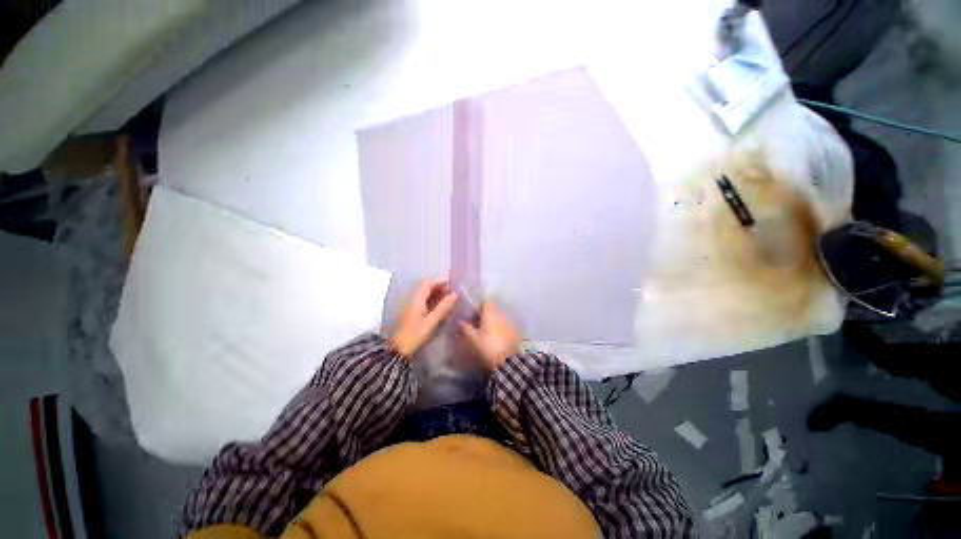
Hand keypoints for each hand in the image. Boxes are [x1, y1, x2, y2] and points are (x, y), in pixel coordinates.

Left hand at [390, 280, 457, 358]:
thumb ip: (443, 307)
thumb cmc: (415, 334)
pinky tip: (442, 308)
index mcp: (417, 299)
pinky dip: (434, 302)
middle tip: (453, 293)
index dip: (440, 281)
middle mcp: (414, 299)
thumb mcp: (431, 321)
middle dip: (440, 288)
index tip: (453, 284)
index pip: (428, 282)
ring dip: (437, 295)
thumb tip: (455, 294)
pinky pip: (425, 302)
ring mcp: (412, 307)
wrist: (398, 350)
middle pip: (427, 287)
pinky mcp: (413, 314)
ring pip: (426, 295)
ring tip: (450, 300)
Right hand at [459, 301, 520, 370]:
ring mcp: (510, 322)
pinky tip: (495, 339)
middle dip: (485, 316)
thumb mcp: (473, 338)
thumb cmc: (487, 346)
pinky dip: (499, 329)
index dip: (478, 307)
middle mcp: (501, 314)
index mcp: (490, 313)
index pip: (485, 301)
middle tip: (477, 326)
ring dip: (492, 322)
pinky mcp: (515, 331)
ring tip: (486, 333)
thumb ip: (465, 328)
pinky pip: (505, 325)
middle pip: (492, 309)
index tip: (473, 316)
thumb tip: (460, 321)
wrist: (507, 361)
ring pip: (499, 317)